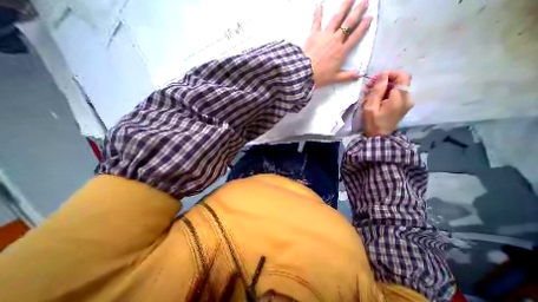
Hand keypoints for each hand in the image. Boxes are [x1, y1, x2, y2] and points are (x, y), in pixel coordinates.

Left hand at [302, 0, 375, 88]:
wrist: (305, 73)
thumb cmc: (320, 77)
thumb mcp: (335, 78)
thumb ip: (347, 76)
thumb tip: (359, 75)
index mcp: (342, 51)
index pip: (355, 36)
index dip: (363, 27)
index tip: (369, 17)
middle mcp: (335, 40)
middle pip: (349, 24)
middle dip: (358, 12)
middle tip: (365, 1)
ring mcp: (325, 36)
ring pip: (336, 19)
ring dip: (344, 7)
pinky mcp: (314, 35)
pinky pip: (316, 22)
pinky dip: (318, 13)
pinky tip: (319, 4)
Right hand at [362, 71, 411, 136]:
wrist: (379, 137)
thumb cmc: (373, 122)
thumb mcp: (371, 107)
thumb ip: (377, 90)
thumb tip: (383, 75)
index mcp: (400, 97)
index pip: (402, 75)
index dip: (389, 74)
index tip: (375, 79)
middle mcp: (408, 97)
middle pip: (399, 81)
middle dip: (383, 81)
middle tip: (369, 87)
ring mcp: (407, 102)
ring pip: (397, 87)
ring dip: (383, 87)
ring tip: (369, 94)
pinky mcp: (403, 105)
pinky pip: (396, 94)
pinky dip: (386, 93)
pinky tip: (375, 99)